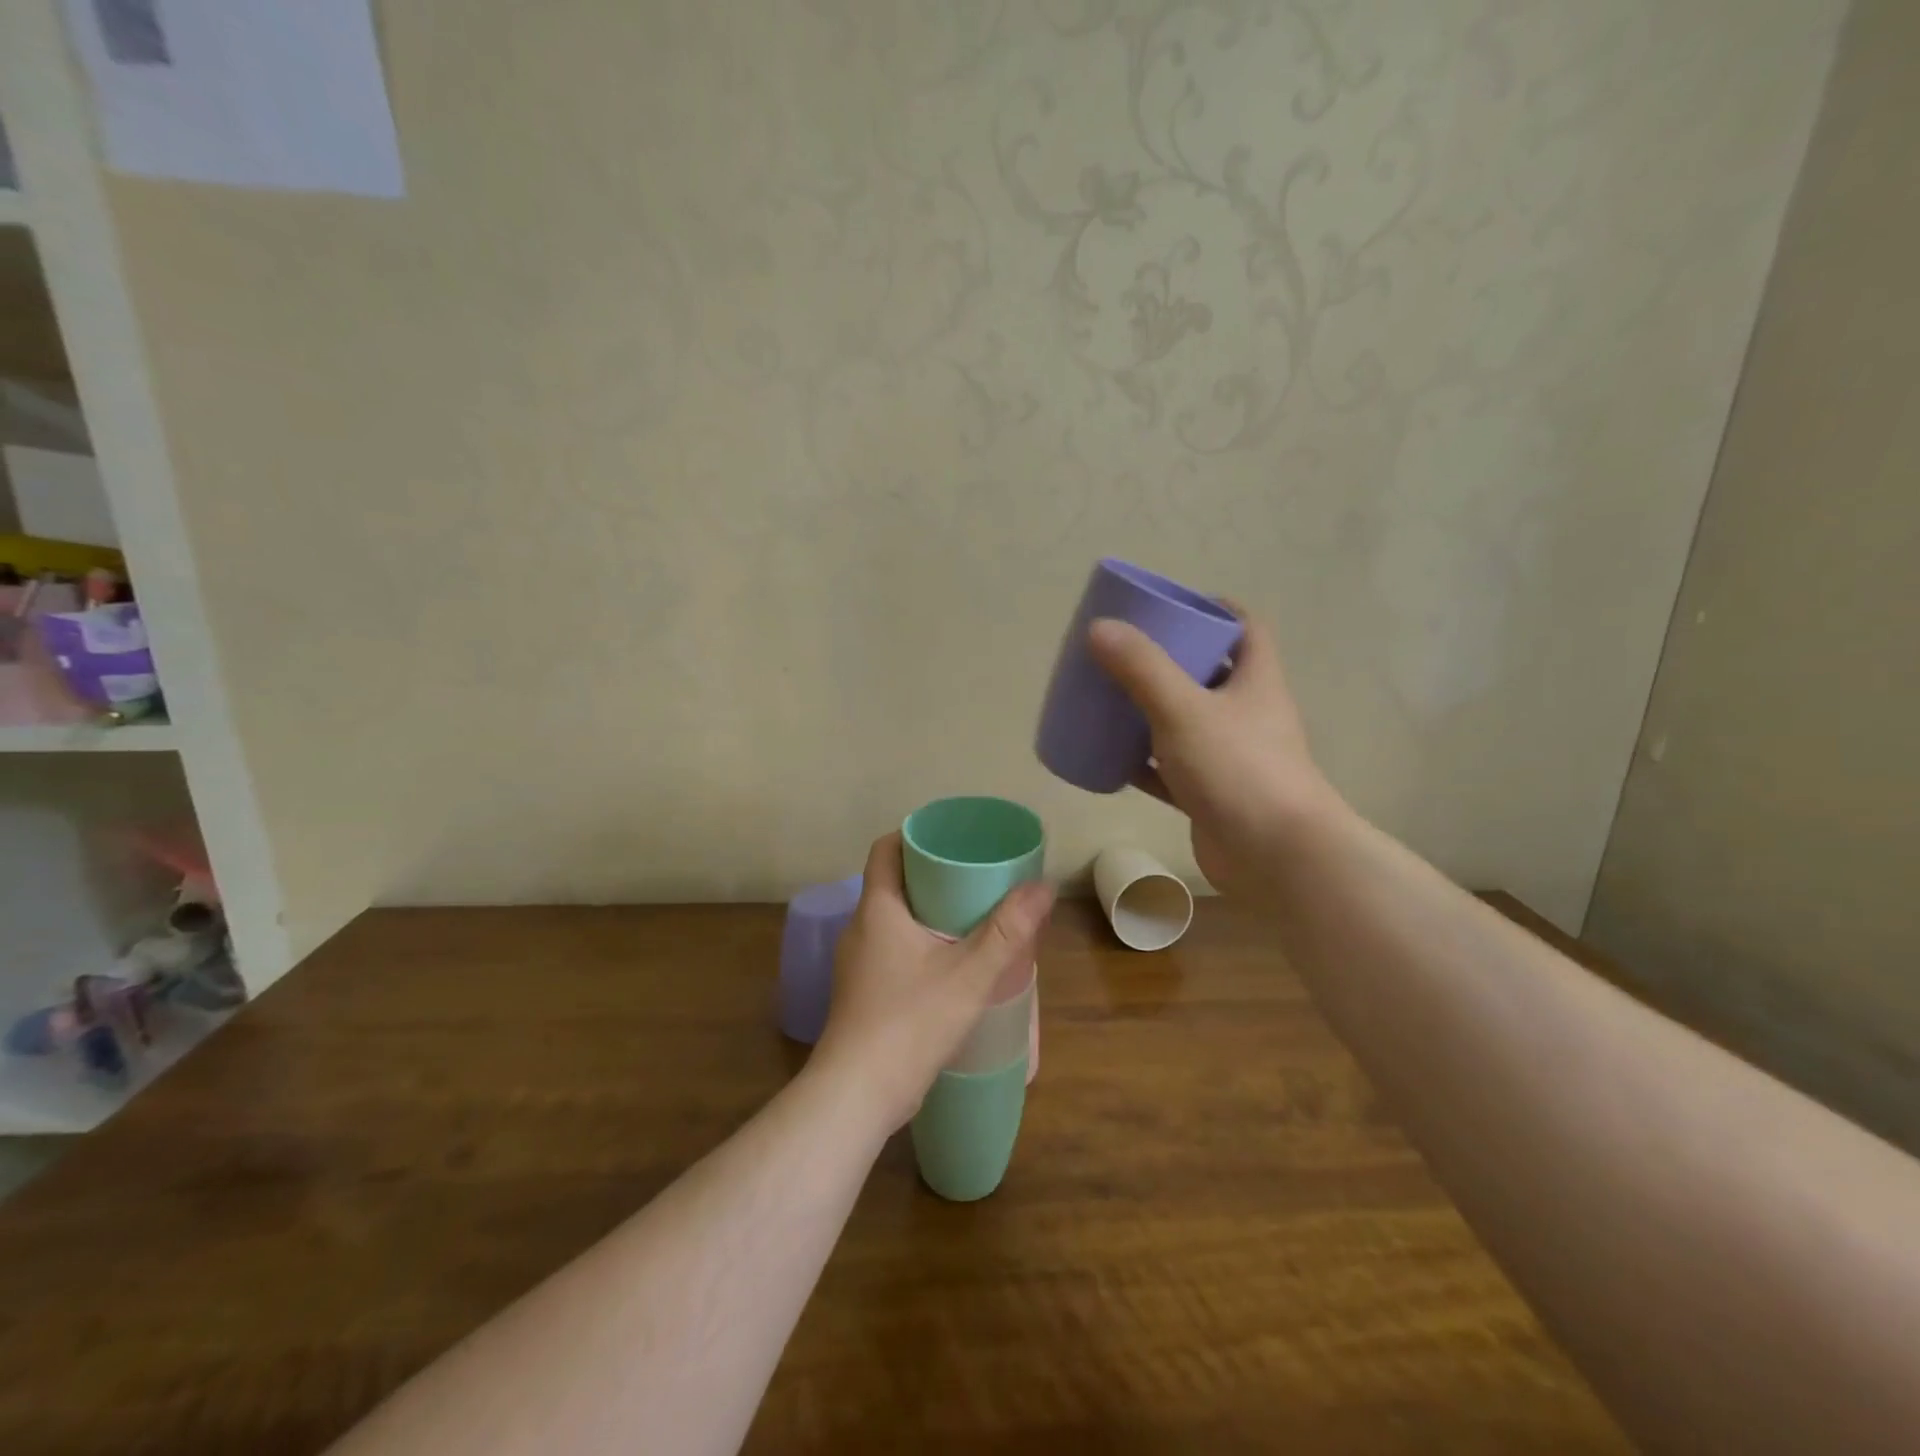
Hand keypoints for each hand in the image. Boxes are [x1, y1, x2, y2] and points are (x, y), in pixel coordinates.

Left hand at [811, 832, 1053, 1132]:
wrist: (857, 1095)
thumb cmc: (909, 1022)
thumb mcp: (969, 974)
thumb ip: (1008, 931)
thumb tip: (1043, 887)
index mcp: (877, 909)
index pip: (886, 849)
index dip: (915, 836)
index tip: (951, 839)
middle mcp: (860, 928)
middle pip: (893, 883)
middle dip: (932, 875)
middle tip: (975, 877)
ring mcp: (857, 963)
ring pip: (893, 919)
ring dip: (927, 912)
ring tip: (971, 917)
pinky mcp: (862, 993)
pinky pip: (892, 949)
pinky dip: (919, 943)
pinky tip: (950, 964)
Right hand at [1087, 606, 1343, 896]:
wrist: (1276, 857)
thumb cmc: (1238, 769)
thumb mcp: (1184, 709)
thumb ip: (1141, 668)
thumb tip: (1099, 628)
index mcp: (1255, 680)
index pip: (1245, 628)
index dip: (1214, 609)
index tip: (1172, 605)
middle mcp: (1248, 714)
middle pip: (1210, 673)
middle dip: (1170, 659)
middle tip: (1125, 652)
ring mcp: (1230, 757)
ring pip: (1187, 722)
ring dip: (1153, 711)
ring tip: (1110, 698)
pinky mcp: (1211, 794)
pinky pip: (1171, 769)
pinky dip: (1144, 762)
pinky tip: (1111, 758)